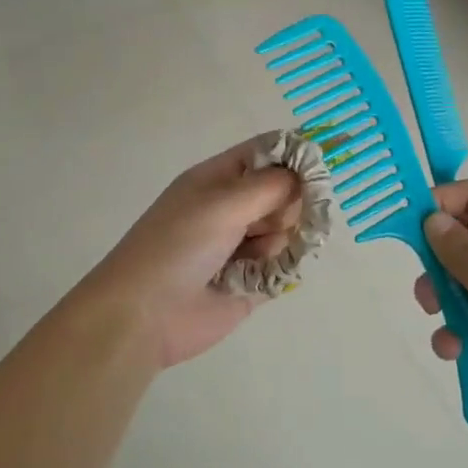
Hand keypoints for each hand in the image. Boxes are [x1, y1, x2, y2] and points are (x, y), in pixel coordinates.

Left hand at [83, 138, 303, 368]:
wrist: (145, 314)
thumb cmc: (177, 247)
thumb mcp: (222, 204)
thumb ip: (271, 185)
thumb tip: (308, 172)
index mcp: (219, 179)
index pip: (267, 153)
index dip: (295, 155)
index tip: (321, 167)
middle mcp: (232, 207)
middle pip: (286, 192)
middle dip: (292, 204)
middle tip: (274, 222)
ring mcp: (243, 244)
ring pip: (289, 229)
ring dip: (283, 241)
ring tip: (255, 258)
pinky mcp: (253, 280)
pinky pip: (285, 264)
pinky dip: (281, 268)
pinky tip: (260, 277)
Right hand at [413, 180, 467, 443]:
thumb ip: (463, 253)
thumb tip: (432, 217)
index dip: (443, 202)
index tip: (410, 226)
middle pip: (465, 240)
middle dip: (438, 263)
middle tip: (426, 291)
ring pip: (464, 283)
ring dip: (446, 305)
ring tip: (444, 329)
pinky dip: (459, 333)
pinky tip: (456, 353)